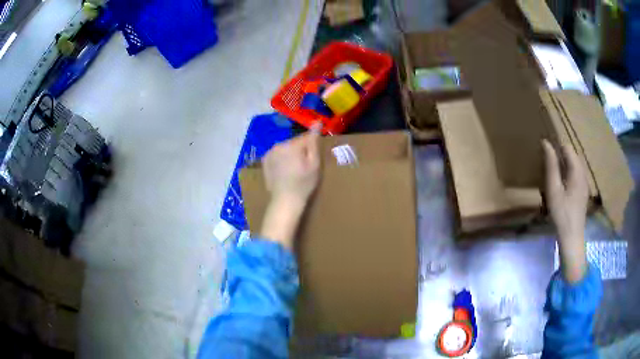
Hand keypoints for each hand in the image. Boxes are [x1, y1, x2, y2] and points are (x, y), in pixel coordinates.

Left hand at [260, 125, 320, 248]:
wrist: (285, 201)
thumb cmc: (304, 183)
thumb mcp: (314, 163)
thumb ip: (314, 141)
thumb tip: (317, 122)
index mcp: (291, 144)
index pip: (306, 137)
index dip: (312, 147)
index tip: (314, 158)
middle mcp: (278, 145)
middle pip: (294, 143)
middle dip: (301, 150)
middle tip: (305, 166)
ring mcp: (269, 153)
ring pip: (285, 148)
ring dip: (291, 154)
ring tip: (295, 170)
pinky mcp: (265, 161)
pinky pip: (277, 155)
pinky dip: (282, 159)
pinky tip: (285, 172)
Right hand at [542, 140, 588, 282]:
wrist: (572, 237)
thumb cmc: (561, 213)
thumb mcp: (553, 189)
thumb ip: (551, 165)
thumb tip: (546, 143)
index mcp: (577, 170)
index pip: (567, 147)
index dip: (556, 147)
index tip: (545, 155)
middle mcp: (583, 173)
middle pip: (572, 155)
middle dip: (560, 156)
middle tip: (548, 167)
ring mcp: (585, 183)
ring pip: (574, 165)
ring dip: (564, 165)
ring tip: (554, 176)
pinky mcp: (583, 192)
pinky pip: (576, 175)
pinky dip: (568, 174)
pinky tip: (562, 188)